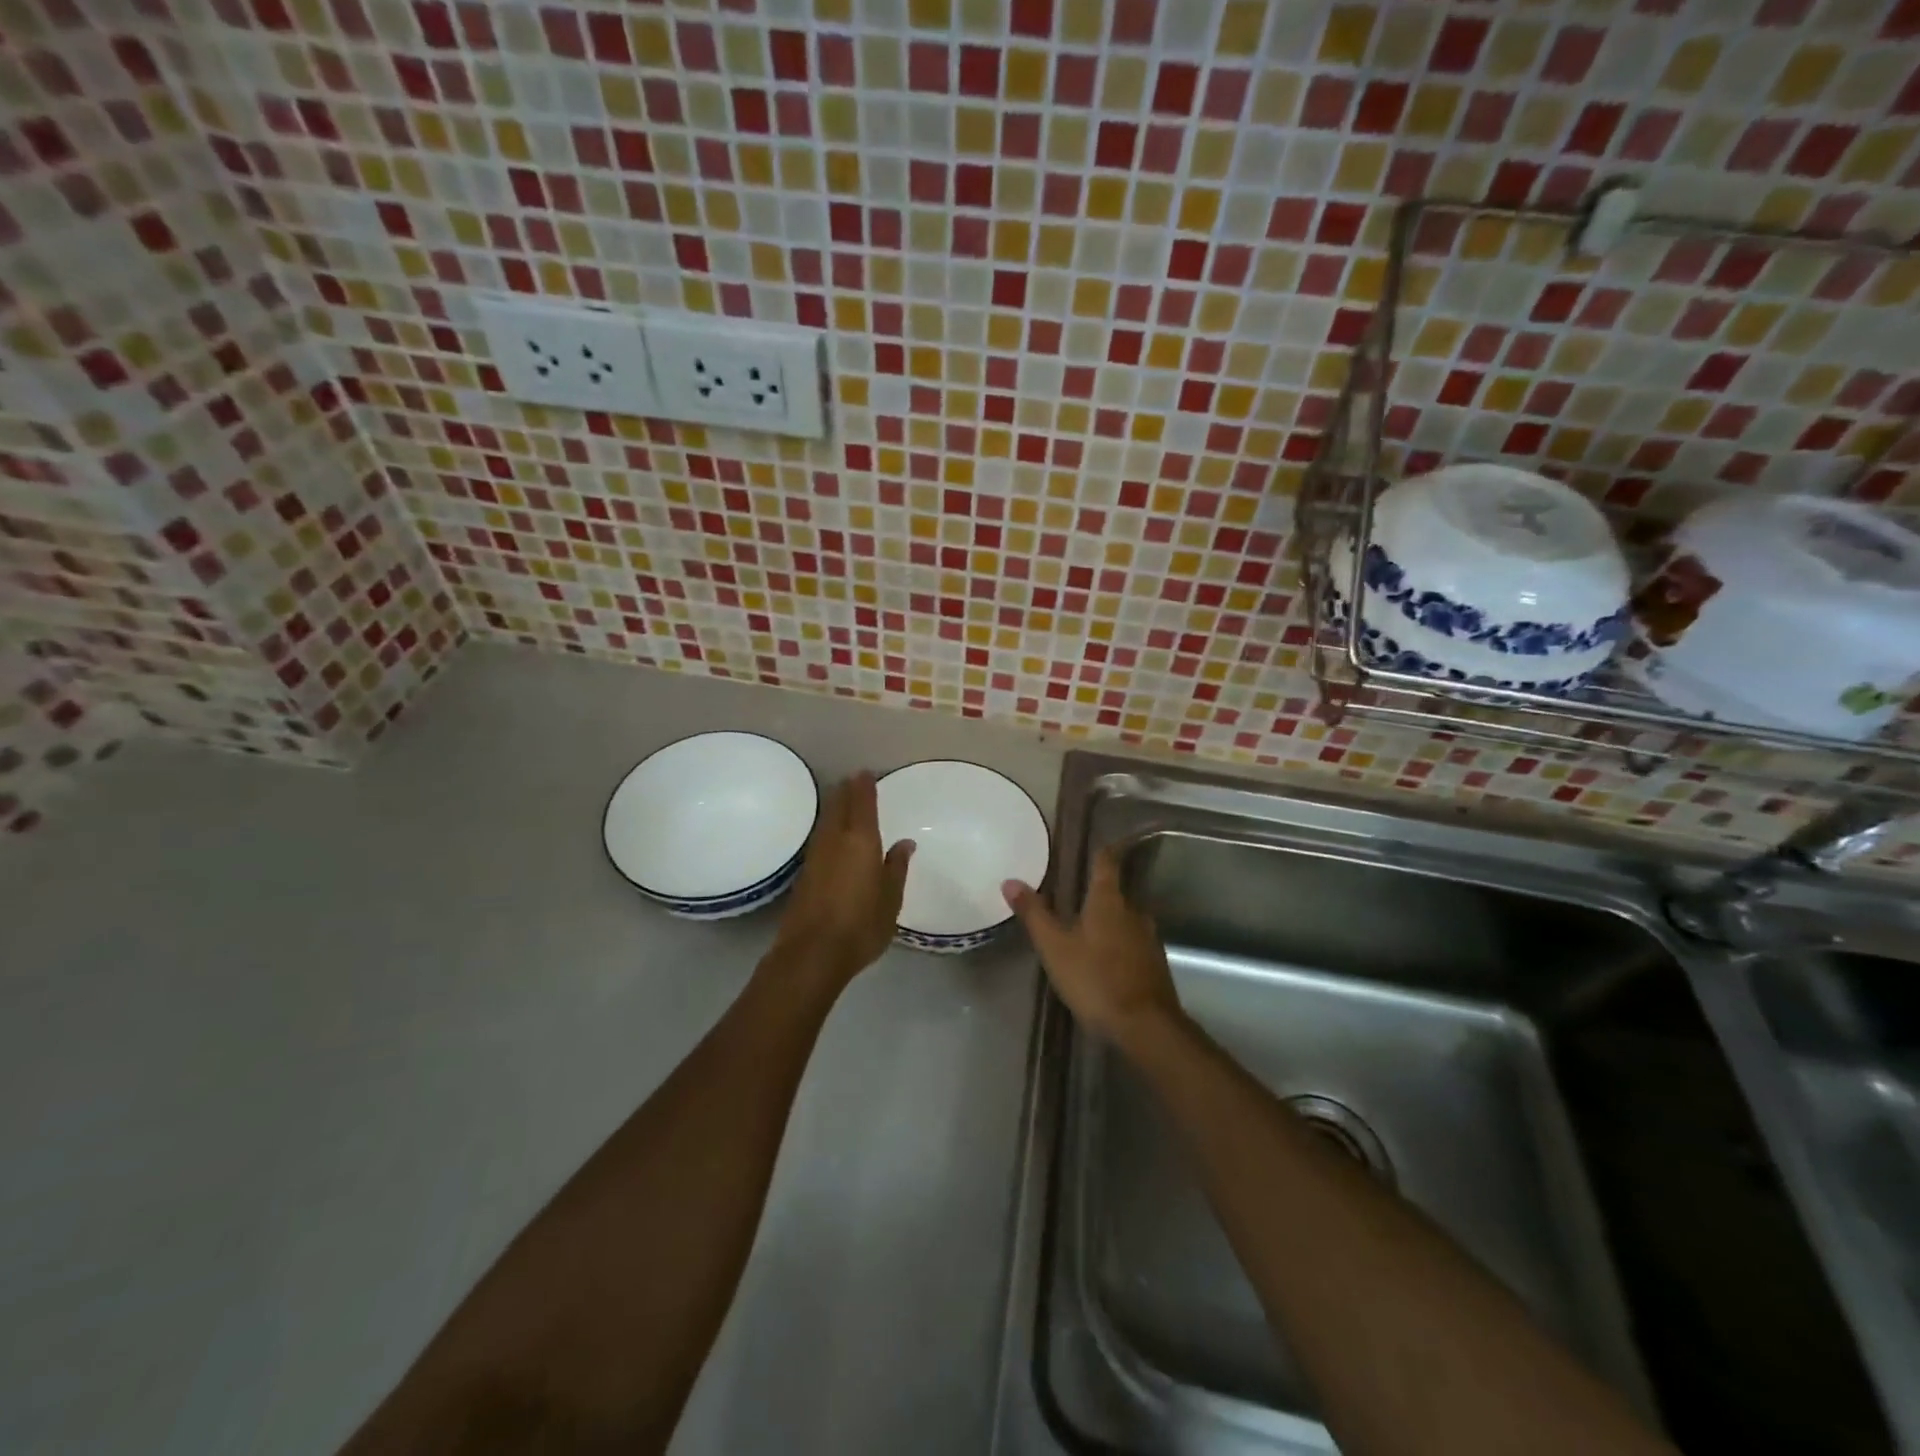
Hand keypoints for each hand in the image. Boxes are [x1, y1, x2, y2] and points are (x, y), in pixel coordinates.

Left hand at [770, 772, 914, 989]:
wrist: (811, 953)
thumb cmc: (861, 925)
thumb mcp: (891, 899)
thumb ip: (896, 868)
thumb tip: (904, 843)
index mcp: (861, 840)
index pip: (862, 803)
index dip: (864, 786)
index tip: (866, 773)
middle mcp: (835, 840)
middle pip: (839, 805)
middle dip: (846, 791)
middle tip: (854, 781)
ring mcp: (816, 856)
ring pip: (826, 820)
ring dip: (835, 806)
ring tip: (843, 800)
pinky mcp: (805, 873)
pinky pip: (820, 837)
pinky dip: (828, 827)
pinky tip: (832, 834)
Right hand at [1003, 849, 1181, 1049]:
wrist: (1145, 1026)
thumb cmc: (1095, 978)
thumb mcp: (1055, 947)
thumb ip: (1034, 914)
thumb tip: (1010, 881)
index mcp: (1108, 900)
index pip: (1106, 862)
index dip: (1098, 852)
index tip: (1089, 846)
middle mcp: (1134, 911)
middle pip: (1116, 891)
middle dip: (1098, 892)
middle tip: (1075, 895)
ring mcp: (1149, 938)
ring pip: (1126, 918)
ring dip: (1109, 920)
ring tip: (1087, 929)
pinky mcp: (1156, 963)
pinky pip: (1134, 943)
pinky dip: (1120, 944)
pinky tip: (1106, 959)